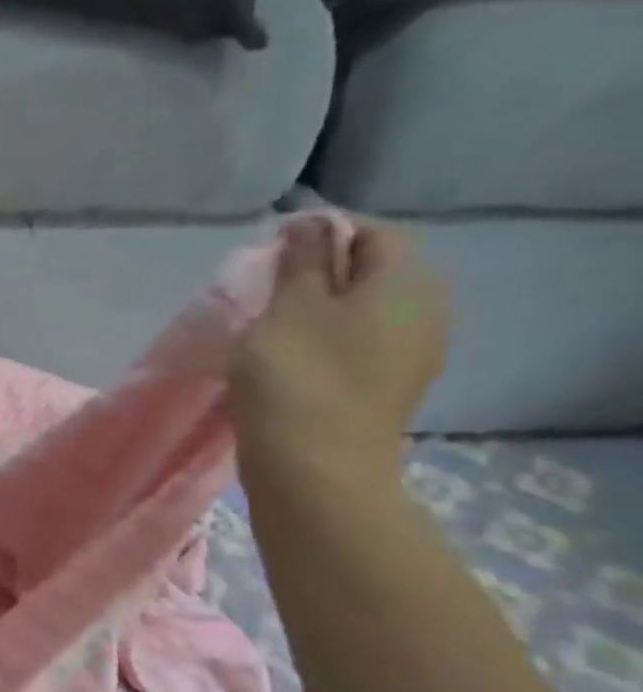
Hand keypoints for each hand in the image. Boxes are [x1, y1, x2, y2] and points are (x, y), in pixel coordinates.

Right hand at [229, 217, 449, 483]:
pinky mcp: (386, 386)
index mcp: (406, 285)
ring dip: (317, 306)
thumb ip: (302, 260)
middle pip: (374, 271)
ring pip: (363, 309)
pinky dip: (324, 337)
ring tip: (268, 320)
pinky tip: (286, 354)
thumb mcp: (290, 306)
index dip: (325, 230)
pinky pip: (358, 343)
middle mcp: (423, 313)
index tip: (272, 247)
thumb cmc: (298, 375)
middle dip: (321, 269)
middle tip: (267, 284)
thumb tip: (311, 224)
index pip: (375, 233)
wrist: (314, 467)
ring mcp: (409, 355)